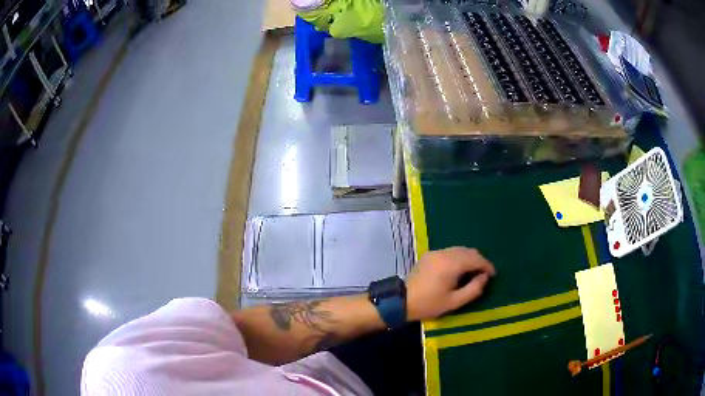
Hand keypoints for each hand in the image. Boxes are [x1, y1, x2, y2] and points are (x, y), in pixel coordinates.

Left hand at [406, 247, 495, 321]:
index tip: (493, 275)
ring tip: (473, 272)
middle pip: (468, 251)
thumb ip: (473, 289)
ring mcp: (435, 252)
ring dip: (469, 258)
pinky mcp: (429, 255)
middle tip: (484, 274)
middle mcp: (444, 253)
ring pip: (459, 250)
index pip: (476, 259)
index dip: (487, 265)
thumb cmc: (429, 304)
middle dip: (479, 261)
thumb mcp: (454, 302)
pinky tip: (458, 269)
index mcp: (452, 264)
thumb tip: (484, 277)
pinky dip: (458, 257)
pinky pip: (449, 252)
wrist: (402, 301)